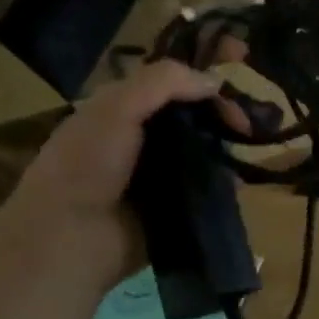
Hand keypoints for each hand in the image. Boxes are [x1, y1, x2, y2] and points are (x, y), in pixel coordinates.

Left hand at [0, 58, 235, 286]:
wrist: (71, 238)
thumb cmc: (87, 164)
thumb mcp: (117, 108)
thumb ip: (164, 83)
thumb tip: (216, 81)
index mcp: (123, 110)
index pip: (173, 85)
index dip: (204, 80)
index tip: (236, 80)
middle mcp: (143, 139)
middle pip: (194, 118)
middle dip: (223, 116)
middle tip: (246, 127)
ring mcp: (161, 176)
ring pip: (205, 152)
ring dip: (227, 150)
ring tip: (247, 152)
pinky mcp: (176, 208)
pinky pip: (208, 189)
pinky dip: (225, 184)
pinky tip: (237, 182)